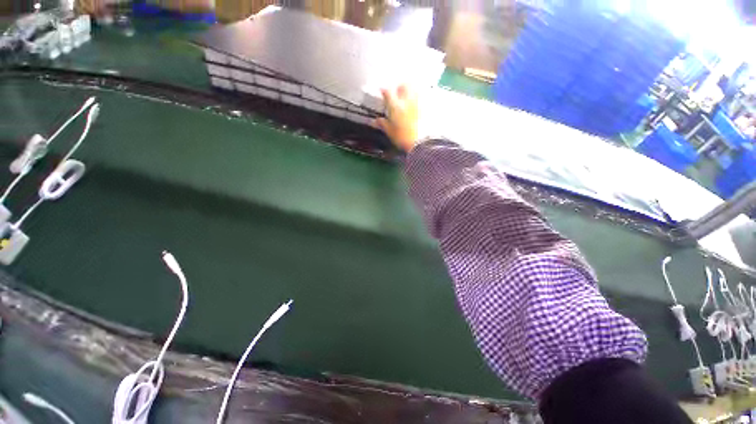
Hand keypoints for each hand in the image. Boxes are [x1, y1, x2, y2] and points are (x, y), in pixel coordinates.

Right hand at [374, 85, 419, 151]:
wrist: (420, 143)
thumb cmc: (404, 138)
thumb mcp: (390, 132)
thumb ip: (383, 124)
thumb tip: (377, 121)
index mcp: (395, 106)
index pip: (387, 92)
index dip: (384, 91)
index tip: (383, 93)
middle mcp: (407, 101)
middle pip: (404, 85)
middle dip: (400, 87)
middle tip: (398, 92)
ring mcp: (418, 104)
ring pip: (415, 90)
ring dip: (411, 91)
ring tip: (408, 98)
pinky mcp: (426, 109)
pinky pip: (423, 99)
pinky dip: (419, 100)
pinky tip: (418, 106)